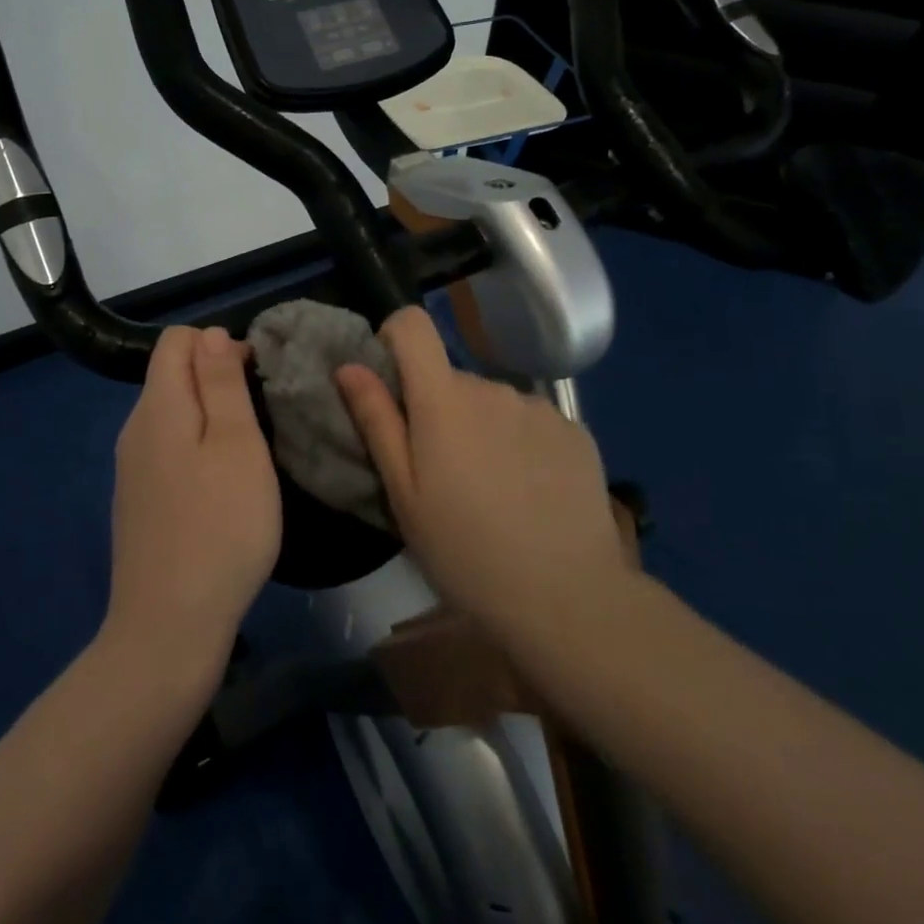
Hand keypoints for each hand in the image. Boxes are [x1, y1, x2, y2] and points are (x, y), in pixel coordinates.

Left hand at [105, 326, 280, 673]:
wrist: (168, 628)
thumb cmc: (220, 527)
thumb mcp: (237, 444)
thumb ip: (221, 382)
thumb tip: (210, 334)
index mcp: (157, 405)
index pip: (177, 340)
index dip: (218, 344)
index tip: (255, 380)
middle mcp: (134, 428)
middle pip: (171, 374)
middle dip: (216, 379)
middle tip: (260, 420)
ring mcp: (131, 468)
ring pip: (172, 414)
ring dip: (210, 417)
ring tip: (247, 454)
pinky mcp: (137, 501)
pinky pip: (167, 450)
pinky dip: (196, 449)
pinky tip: (220, 489)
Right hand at [335, 307, 630, 647]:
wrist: (568, 599)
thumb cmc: (465, 552)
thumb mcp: (404, 495)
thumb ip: (376, 421)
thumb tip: (349, 366)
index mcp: (444, 398)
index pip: (413, 324)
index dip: (395, 340)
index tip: (393, 386)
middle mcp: (492, 387)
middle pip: (451, 378)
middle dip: (439, 410)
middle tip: (443, 473)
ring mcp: (539, 407)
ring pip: (492, 402)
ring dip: (482, 428)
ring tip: (492, 491)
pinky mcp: (574, 431)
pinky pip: (531, 421)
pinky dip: (522, 443)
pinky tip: (531, 494)